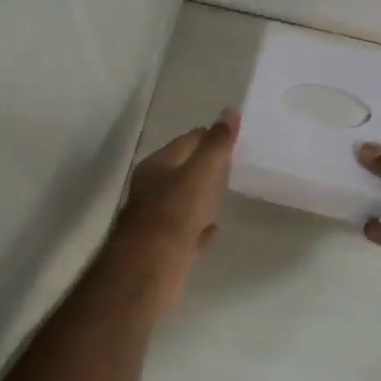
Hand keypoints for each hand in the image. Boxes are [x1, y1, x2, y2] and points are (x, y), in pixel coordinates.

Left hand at [113, 109, 239, 310]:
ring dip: (200, 196)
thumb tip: (230, 111)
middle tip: (232, 162)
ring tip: (225, 192)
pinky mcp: (164, 248)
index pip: (186, 142)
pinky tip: (214, 229)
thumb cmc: (174, 214)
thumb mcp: (200, 173)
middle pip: (182, 171)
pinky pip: (186, 232)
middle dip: (204, 165)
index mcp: (157, 166)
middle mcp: (152, 189)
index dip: (208, 136)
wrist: (148, 269)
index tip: (232, 136)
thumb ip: (216, 144)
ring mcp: (156, 220)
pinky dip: (199, 228)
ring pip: (182, 202)